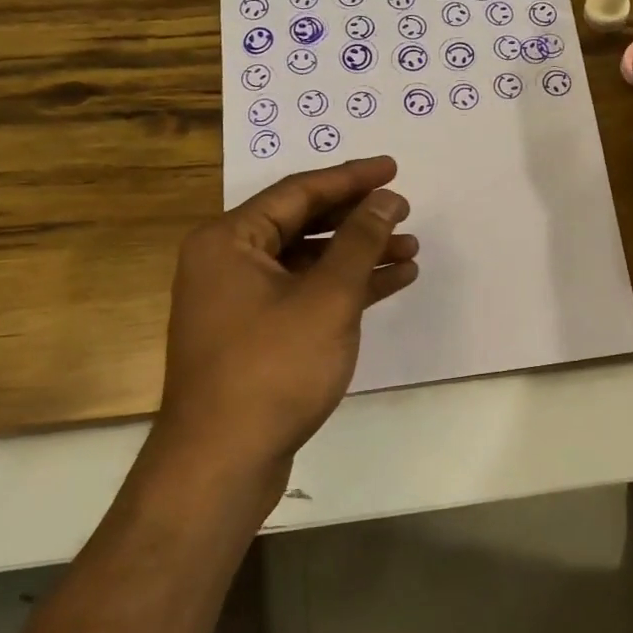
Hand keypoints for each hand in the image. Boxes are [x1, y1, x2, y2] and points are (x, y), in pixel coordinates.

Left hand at [152, 157, 418, 489]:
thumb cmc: (273, 368)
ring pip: (309, 261)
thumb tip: (386, 199)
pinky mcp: (256, 333)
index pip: (298, 191)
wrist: (222, 463)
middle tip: (404, 210)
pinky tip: (390, 282)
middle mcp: (228, 262)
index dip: (351, 178)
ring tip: (409, 249)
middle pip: (303, 223)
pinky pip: (306, 293)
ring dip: (358, 254)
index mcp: (230, 240)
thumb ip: (360, 241)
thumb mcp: (327, 298)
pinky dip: (345, 287)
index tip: (393, 169)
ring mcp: (240, 300)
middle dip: (357, 218)